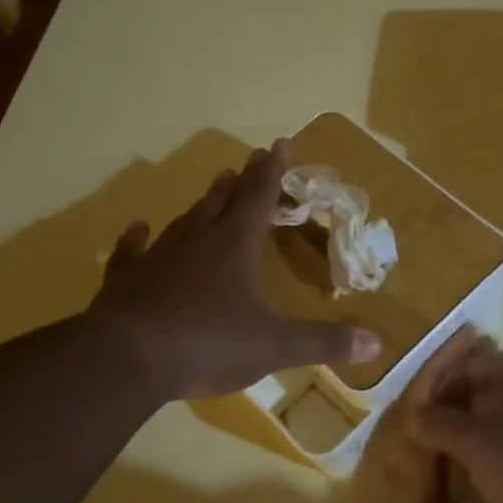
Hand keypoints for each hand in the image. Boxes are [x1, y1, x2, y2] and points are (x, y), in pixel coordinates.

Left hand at [88, 141, 381, 401]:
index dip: (272, 172)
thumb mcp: (274, 346)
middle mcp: (196, 242)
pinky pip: (132, 252)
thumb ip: (323, 343)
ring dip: (202, 204)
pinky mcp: (125, 281)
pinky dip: (137, 238)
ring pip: (184, 221)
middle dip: (240, 183)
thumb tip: (376, 344)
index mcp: (234, 247)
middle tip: (247, 163)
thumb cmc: (207, 343)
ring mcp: (156, 259)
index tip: (279, 144)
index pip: (259, 198)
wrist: (126, 359)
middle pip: (222, 203)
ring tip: (214, 187)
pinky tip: (138, 228)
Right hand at [407, 347, 502, 502]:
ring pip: (491, 427)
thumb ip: (437, 424)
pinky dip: (487, 468)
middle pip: (475, 397)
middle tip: (420, 453)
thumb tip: (414, 416)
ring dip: (464, 451)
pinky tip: (470, 498)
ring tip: (441, 482)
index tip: (408, 421)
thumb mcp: (474, 442)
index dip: (430, 391)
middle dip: (445, 426)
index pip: (460, 365)